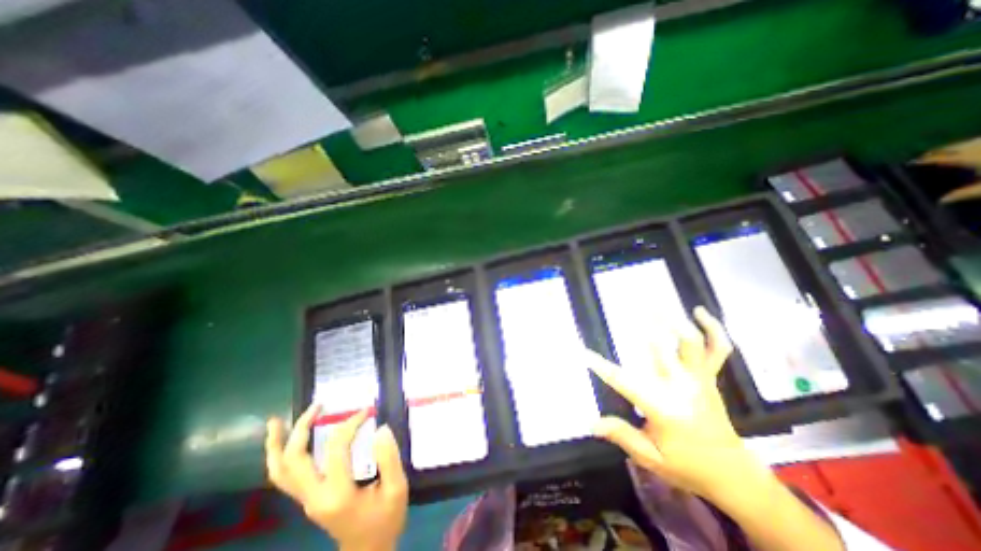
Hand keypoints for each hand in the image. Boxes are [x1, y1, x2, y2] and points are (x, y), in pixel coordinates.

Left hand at [267, 405, 409, 550]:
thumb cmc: (385, 520)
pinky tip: (283, 442)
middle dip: (302, 428)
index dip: (350, 424)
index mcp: (338, 494)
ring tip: (276, 422)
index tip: (367, 411)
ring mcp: (307, 501)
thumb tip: (380, 428)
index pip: (336, 449)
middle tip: (318, 405)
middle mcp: (314, 498)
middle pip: (295, 460)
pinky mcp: (308, 499)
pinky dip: (280, 457)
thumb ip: (389, 458)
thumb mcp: (397, 489)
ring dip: (276, 445)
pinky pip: (285, 477)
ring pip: (279, 473)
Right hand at [585, 307, 761, 501]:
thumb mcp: (650, 457)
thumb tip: (591, 423)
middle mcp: (682, 387)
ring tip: (656, 302)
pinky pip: (718, 349)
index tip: (583, 353)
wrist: (732, 474)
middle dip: (642, 326)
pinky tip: (700, 311)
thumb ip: (621, 435)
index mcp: (663, 407)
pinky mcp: (711, 377)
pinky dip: (713, 328)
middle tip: (626, 306)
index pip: (624, 382)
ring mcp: (699, 379)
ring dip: (673, 320)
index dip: (602, 367)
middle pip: (661, 349)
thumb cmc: (686, 466)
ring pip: (690, 342)